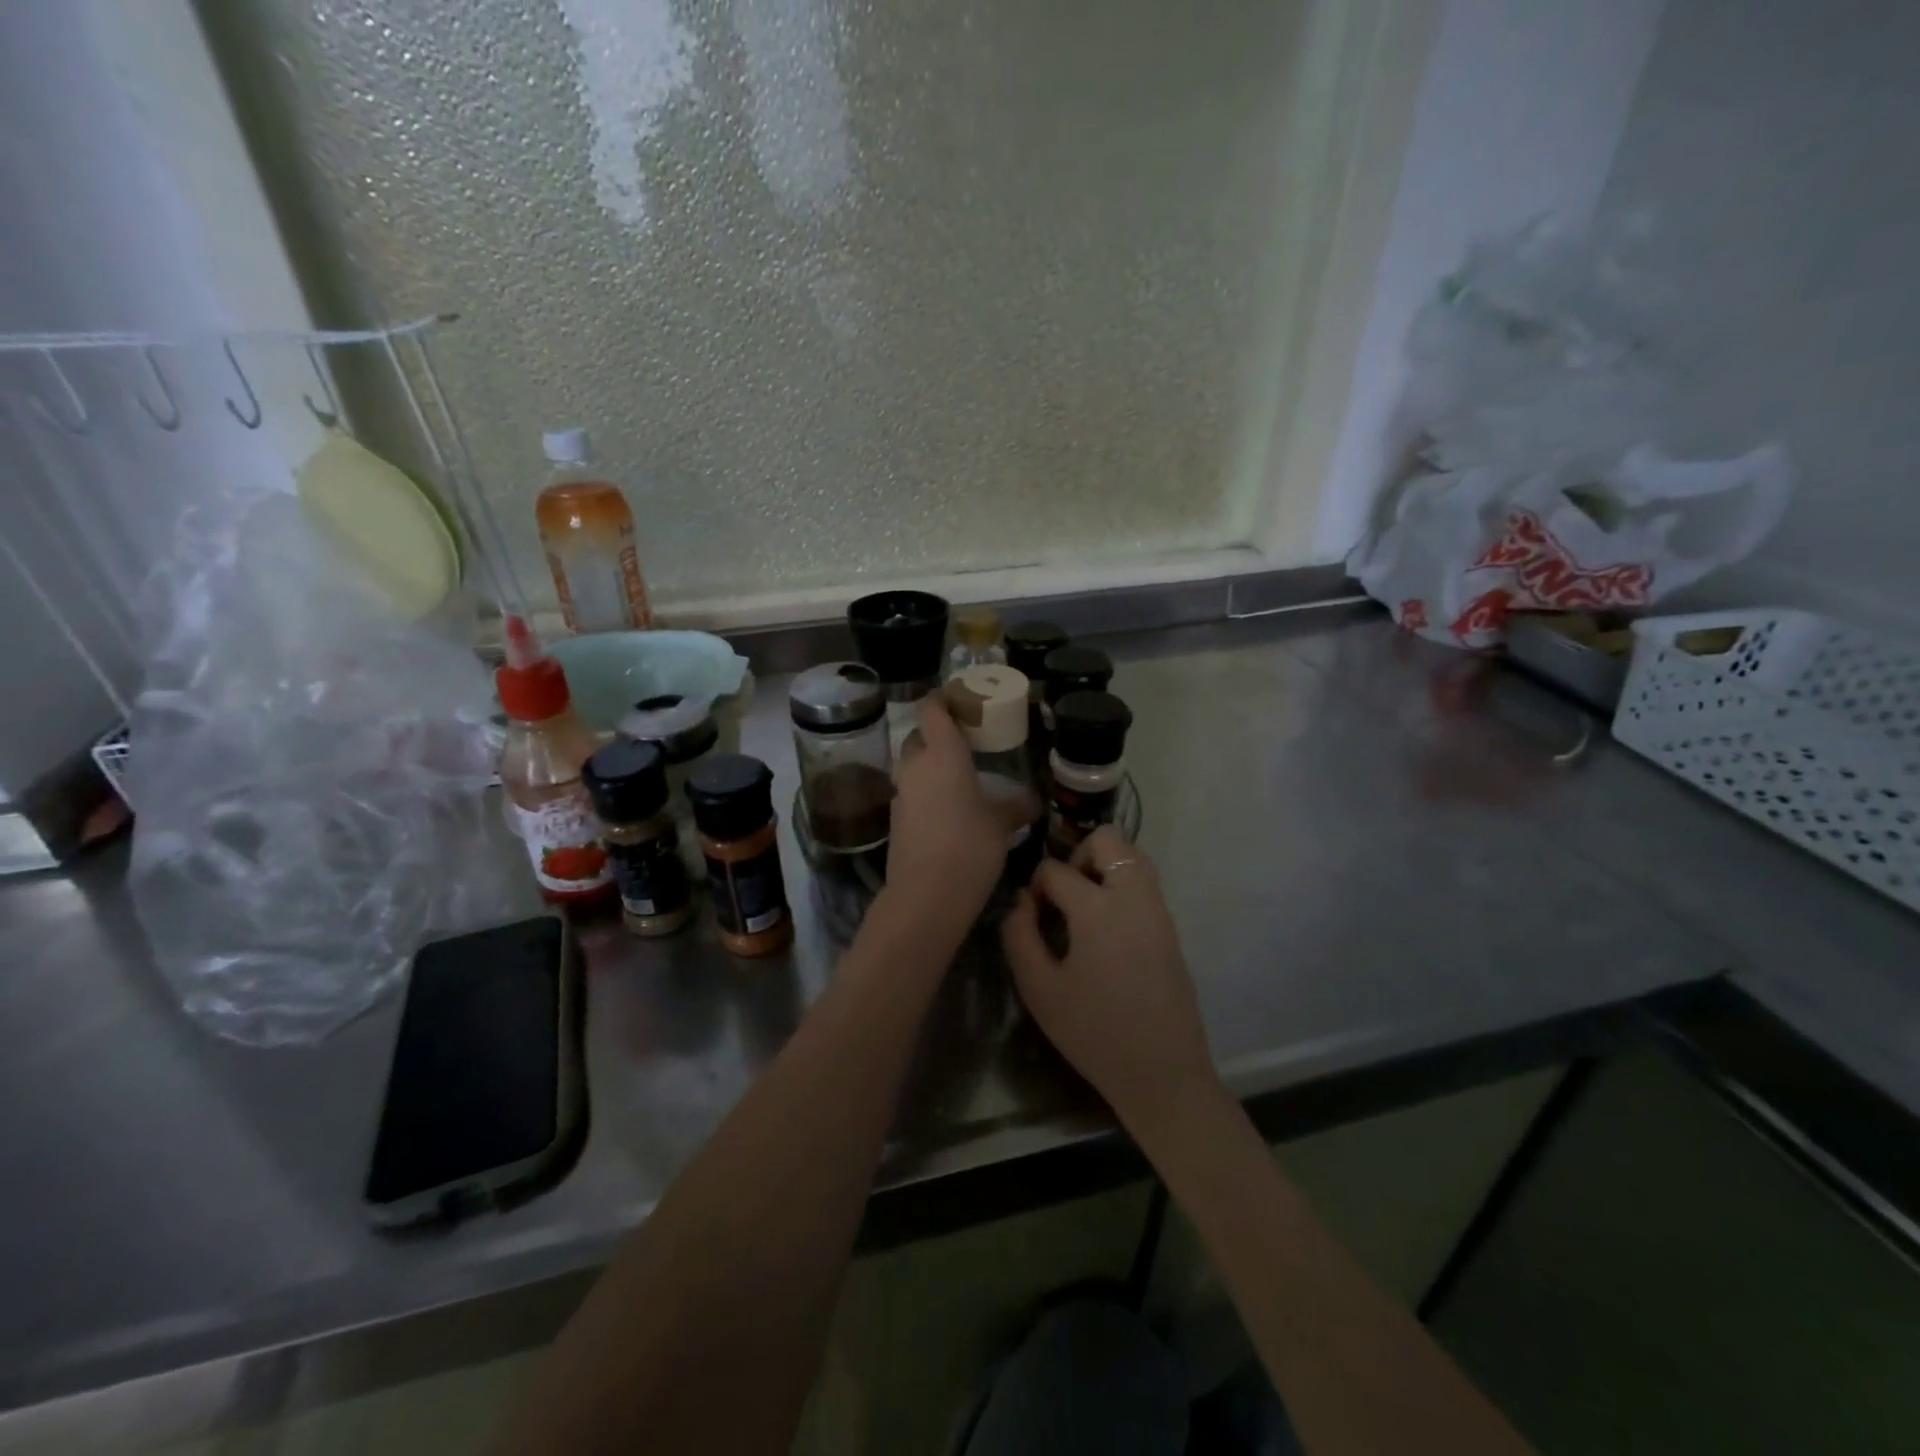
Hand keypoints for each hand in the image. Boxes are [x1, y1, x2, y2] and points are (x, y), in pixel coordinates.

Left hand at [884, 697, 1004, 925]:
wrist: (926, 896)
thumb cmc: (970, 846)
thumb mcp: (1001, 825)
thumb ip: (1016, 807)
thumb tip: (1034, 801)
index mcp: (942, 754)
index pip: (932, 709)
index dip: (944, 700)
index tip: (962, 703)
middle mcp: (916, 766)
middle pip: (919, 736)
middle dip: (937, 735)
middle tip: (965, 744)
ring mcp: (901, 793)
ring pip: (912, 765)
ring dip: (929, 765)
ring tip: (958, 778)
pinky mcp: (895, 819)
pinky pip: (910, 792)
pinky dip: (925, 792)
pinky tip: (947, 809)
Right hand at [1002, 827, 1220, 1136]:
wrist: (1163, 1073)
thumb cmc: (1094, 1033)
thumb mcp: (1040, 989)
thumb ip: (1019, 935)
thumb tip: (1021, 901)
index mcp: (1097, 909)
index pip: (1056, 870)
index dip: (1036, 886)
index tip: (1031, 916)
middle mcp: (1133, 896)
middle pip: (1108, 839)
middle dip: (1077, 856)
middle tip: (1063, 897)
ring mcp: (1158, 910)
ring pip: (1132, 855)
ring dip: (1103, 867)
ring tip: (1083, 908)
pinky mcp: (1170, 927)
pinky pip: (1144, 883)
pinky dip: (1121, 885)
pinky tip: (1104, 928)